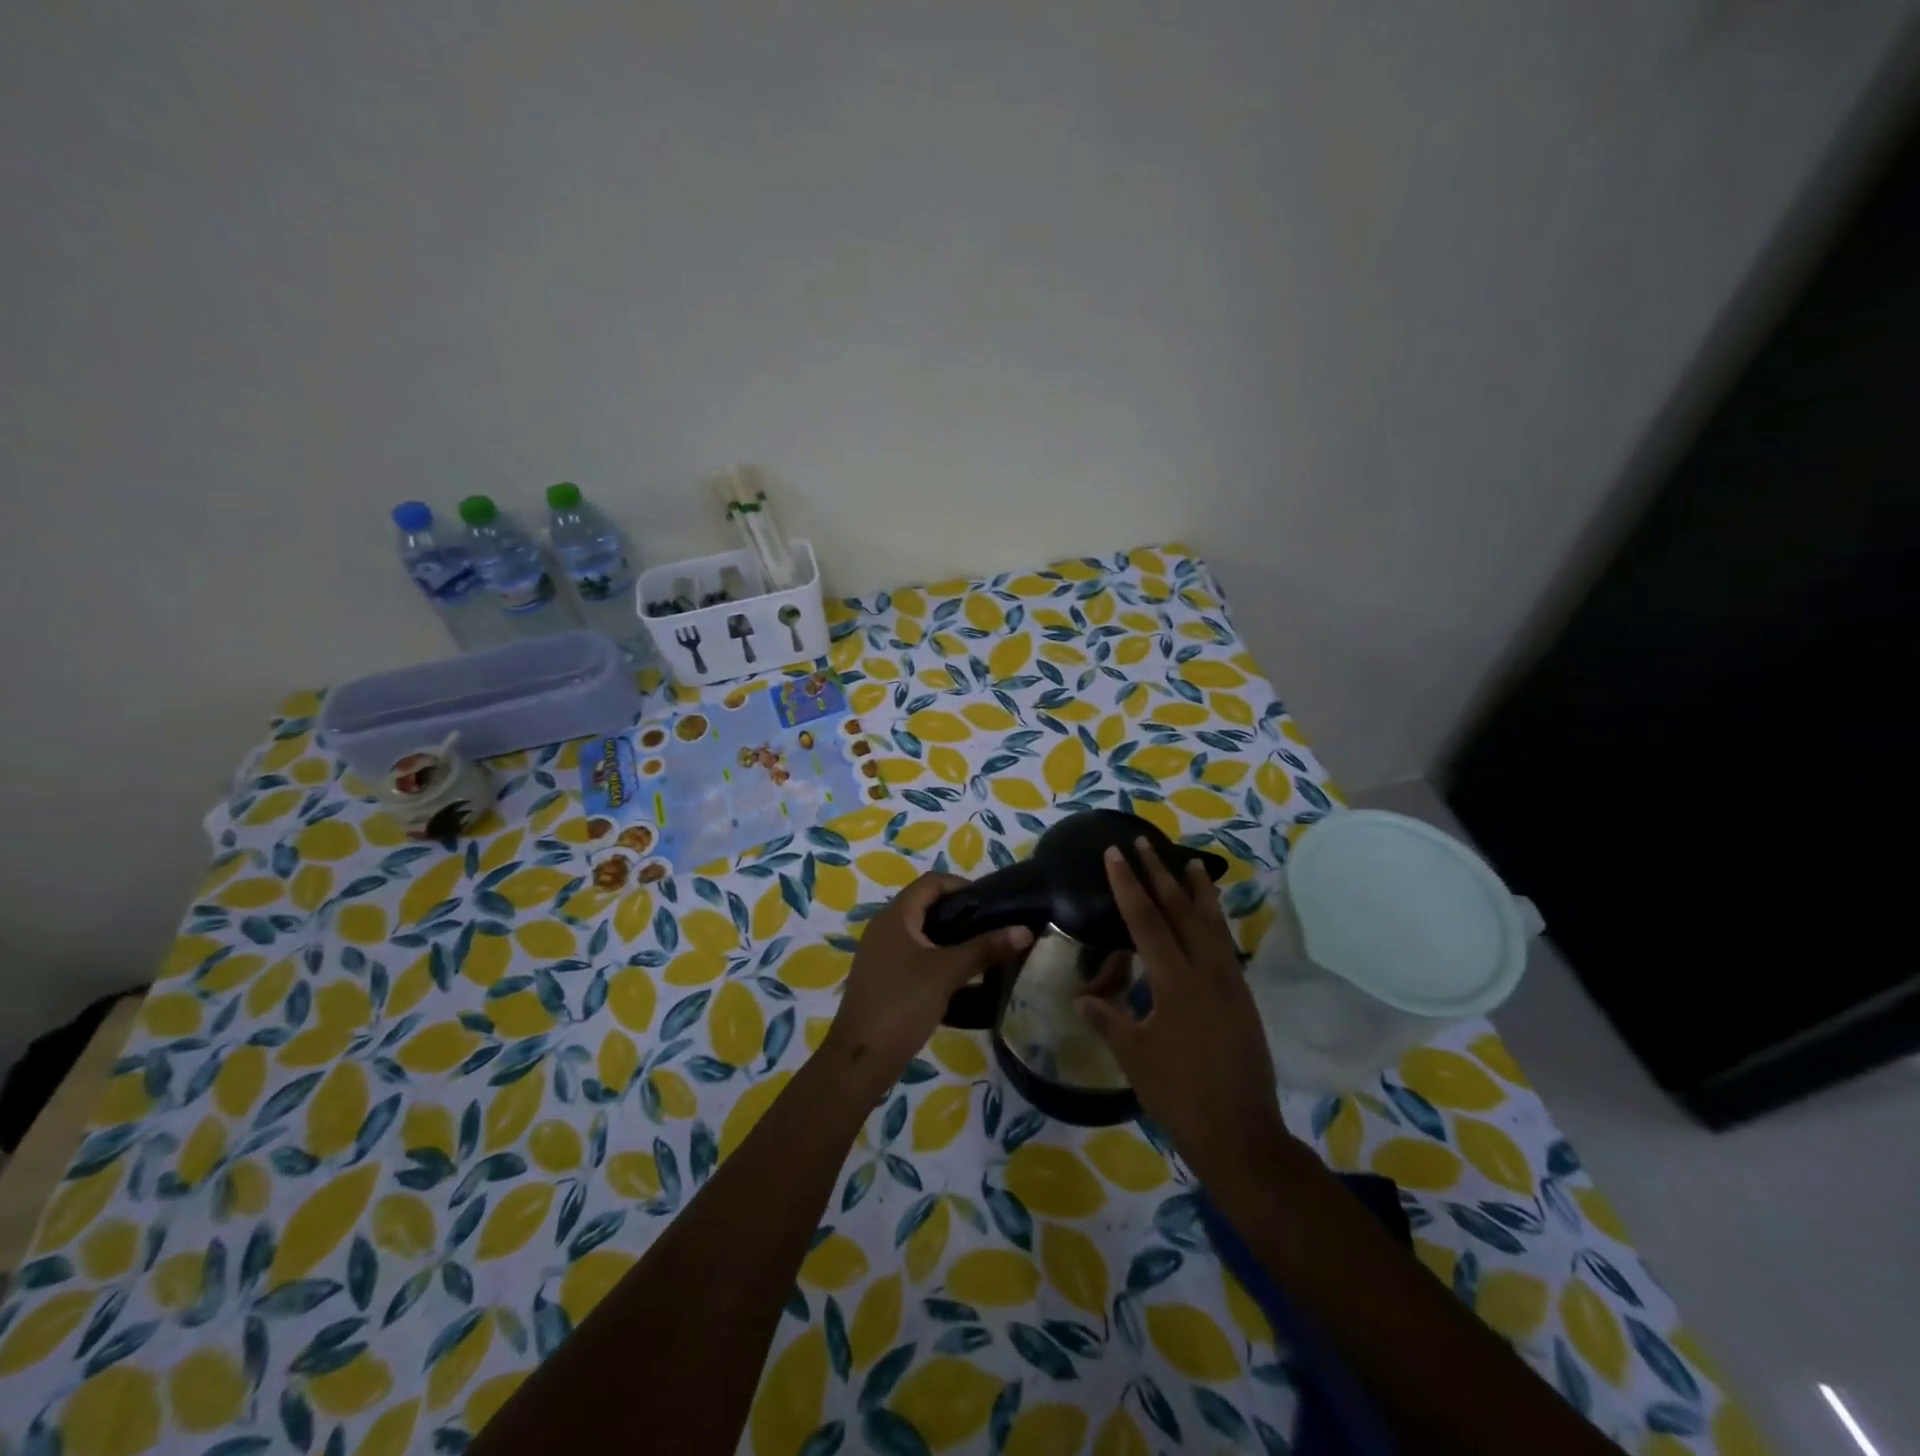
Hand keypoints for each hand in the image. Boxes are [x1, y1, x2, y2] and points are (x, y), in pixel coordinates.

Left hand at [825, 873, 1031, 1086]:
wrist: (861, 1059)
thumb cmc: (902, 1004)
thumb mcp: (947, 972)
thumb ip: (985, 948)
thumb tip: (1025, 930)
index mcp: (895, 916)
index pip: (931, 882)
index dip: (962, 886)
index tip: (992, 903)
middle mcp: (885, 927)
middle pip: (927, 905)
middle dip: (961, 913)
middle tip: (993, 927)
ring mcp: (882, 954)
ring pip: (922, 933)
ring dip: (951, 938)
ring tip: (983, 951)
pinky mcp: (884, 978)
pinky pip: (915, 956)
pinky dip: (938, 958)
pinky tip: (961, 978)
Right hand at [1077, 841, 1287, 1175]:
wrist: (1240, 1133)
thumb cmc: (1179, 1095)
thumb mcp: (1134, 1057)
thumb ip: (1109, 1021)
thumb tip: (1082, 999)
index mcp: (1175, 982)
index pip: (1146, 920)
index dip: (1128, 885)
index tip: (1115, 854)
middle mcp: (1206, 972)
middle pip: (1180, 911)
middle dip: (1159, 874)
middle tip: (1144, 843)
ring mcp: (1230, 983)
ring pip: (1211, 924)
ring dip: (1198, 891)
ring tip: (1191, 862)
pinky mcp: (1243, 998)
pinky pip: (1225, 946)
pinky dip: (1214, 922)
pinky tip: (1209, 919)